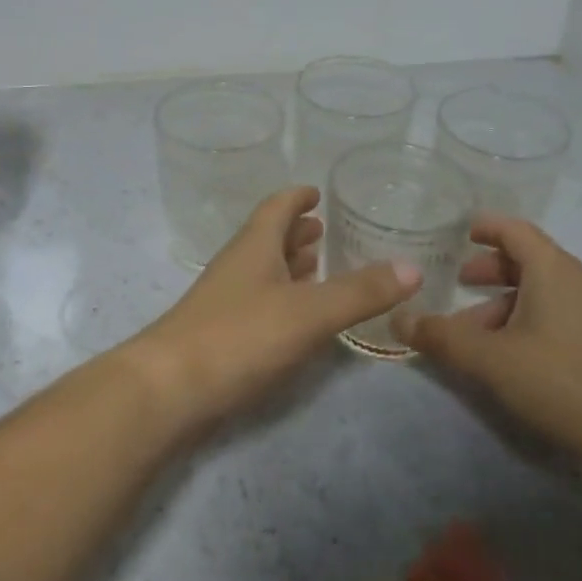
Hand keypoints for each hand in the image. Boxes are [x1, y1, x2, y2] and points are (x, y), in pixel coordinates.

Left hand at [130, 186, 420, 427]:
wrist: (168, 389)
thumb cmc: (239, 335)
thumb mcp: (308, 312)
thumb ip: (359, 291)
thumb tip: (413, 266)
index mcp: (254, 245)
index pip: (276, 206)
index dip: (297, 196)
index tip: (317, 191)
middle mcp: (237, 265)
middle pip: (268, 237)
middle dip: (296, 231)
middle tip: (326, 229)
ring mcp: (225, 300)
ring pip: (262, 270)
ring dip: (288, 264)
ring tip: (317, 265)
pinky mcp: (221, 334)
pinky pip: (258, 302)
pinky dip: (281, 298)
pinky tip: (295, 316)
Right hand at [391, 215, 581, 470]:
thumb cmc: (564, 381)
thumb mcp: (492, 360)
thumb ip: (442, 337)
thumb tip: (397, 318)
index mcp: (551, 269)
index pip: (515, 230)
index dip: (487, 227)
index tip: (461, 233)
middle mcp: (575, 282)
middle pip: (527, 260)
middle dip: (490, 269)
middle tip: (459, 283)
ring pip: (540, 294)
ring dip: (504, 304)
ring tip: (475, 334)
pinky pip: (555, 319)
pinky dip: (525, 324)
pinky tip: (509, 359)